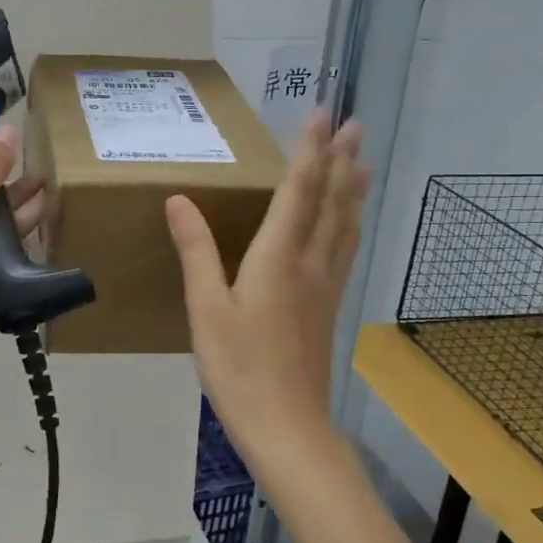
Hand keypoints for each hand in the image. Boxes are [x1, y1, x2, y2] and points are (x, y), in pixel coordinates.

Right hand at [166, 112, 369, 469]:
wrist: (287, 427)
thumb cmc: (239, 367)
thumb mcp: (206, 310)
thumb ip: (196, 251)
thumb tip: (179, 199)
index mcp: (278, 259)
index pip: (299, 192)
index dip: (309, 151)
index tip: (321, 115)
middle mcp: (310, 264)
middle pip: (331, 203)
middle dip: (341, 160)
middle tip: (355, 125)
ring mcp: (325, 287)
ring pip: (345, 226)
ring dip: (353, 189)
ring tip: (363, 162)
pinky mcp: (328, 308)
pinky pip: (344, 251)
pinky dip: (350, 224)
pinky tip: (349, 225)